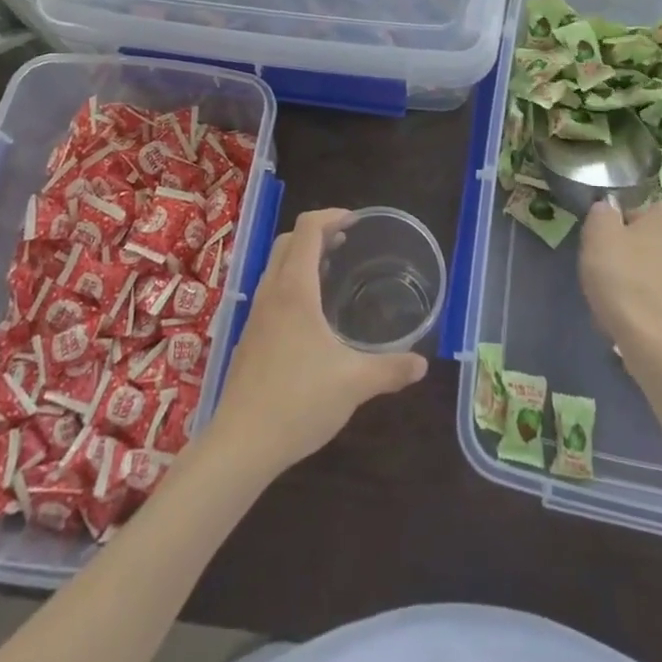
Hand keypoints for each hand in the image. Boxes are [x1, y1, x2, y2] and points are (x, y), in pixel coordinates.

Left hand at [204, 208, 427, 475]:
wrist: (240, 444)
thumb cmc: (298, 401)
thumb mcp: (353, 383)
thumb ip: (390, 369)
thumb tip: (422, 364)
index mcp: (294, 289)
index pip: (307, 229)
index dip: (331, 216)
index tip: (356, 221)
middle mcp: (271, 292)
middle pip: (288, 240)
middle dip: (317, 233)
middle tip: (347, 243)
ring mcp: (255, 314)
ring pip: (276, 266)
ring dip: (302, 257)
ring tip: (332, 272)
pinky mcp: (249, 337)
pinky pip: (271, 290)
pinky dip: (291, 283)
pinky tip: (311, 316)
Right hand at [579, 200, 661, 366]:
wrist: (654, 343)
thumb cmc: (624, 277)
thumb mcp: (599, 233)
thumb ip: (602, 212)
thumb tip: (608, 211)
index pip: (636, 211)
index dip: (615, 227)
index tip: (602, 246)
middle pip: (647, 240)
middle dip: (628, 252)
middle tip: (605, 270)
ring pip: (652, 268)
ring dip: (635, 278)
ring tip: (613, 297)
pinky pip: (659, 296)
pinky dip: (644, 302)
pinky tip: (628, 316)